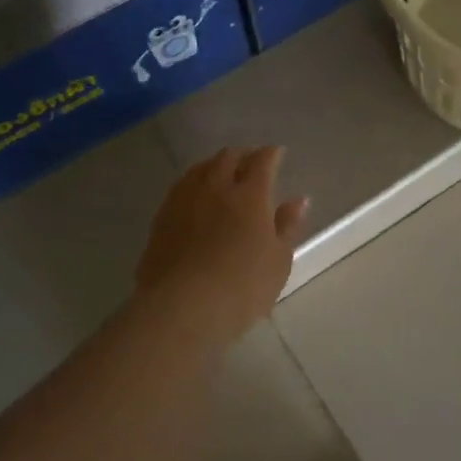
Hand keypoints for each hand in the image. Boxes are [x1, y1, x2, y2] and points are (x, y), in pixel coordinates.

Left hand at [135, 147, 308, 339]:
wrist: (181, 307)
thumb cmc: (242, 286)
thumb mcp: (278, 260)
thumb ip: (287, 226)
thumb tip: (298, 199)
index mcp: (250, 195)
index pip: (263, 162)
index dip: (271, 154)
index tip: (278, 153)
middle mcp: (216, 188)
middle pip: (228, 158)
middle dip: (242, 155)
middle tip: (251, 161)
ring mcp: (185, 200)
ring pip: (200, 168)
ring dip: (215, 164)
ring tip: (222, 172)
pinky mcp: (161, 218)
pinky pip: (180, 187)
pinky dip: (194, 183)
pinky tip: (195, 195)